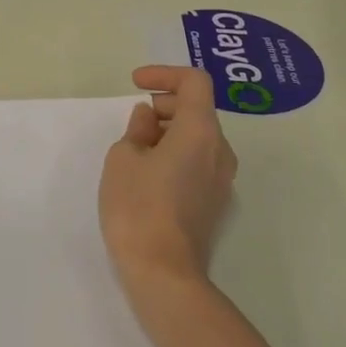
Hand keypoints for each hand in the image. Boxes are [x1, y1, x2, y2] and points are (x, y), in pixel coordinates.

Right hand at [99, 66, 238, 290]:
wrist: (163, 272)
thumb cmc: (138, 206)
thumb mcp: (123, 158)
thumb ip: (137, 129)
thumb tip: (149, 120)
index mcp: (200, 131)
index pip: (195, 82)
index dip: (164, 74)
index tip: (136, 84)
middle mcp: (220, 150)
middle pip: (198, 109)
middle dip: (164, 105)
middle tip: (132, 123)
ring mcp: (222, 179)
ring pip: (198, 137)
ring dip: (169, 131)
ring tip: (136, 150)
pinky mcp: (216, 202)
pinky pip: (198, 161)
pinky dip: (176, 153)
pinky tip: (149, 174)